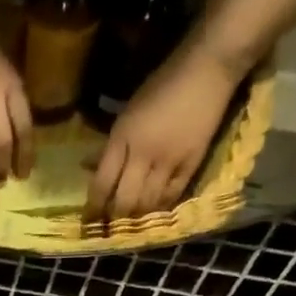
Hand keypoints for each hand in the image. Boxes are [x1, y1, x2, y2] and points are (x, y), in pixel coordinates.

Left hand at [85, 45, 243, 220]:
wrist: (207, 69)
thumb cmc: (161, 86)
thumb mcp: (126, 113)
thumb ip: (110, 145)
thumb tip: (88, 168)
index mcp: (123, 138)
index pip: (102, 184)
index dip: (93, 208)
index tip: (88, 221)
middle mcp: (143, 154)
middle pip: (124, 201)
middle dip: (114, 218)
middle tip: (109, 227)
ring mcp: (169, 161)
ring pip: (148, 204)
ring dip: (137, 218)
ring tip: (130, 224)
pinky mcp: (192, 164)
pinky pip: (172, 196)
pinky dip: (161, 208)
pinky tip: (154, 213)